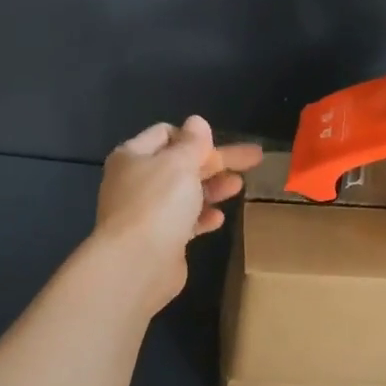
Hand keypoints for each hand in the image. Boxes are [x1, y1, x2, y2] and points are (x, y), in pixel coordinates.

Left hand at [96, 116, 262, 309]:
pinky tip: (219, 218)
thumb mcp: (179, 163)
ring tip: (239, 186)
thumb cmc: (158, 203)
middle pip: (181, 164)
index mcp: (133, 156)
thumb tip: (196, 122)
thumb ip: (192, 142)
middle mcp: (136, 181)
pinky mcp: (158, 239)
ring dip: (212, 187)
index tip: (220, 143)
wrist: (137, 264)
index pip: (166, 134)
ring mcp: (146, 212)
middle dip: (215, 161)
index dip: (194, 136)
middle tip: (253, 159)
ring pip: (184, 193)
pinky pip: (184, 221)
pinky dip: (201, 216)